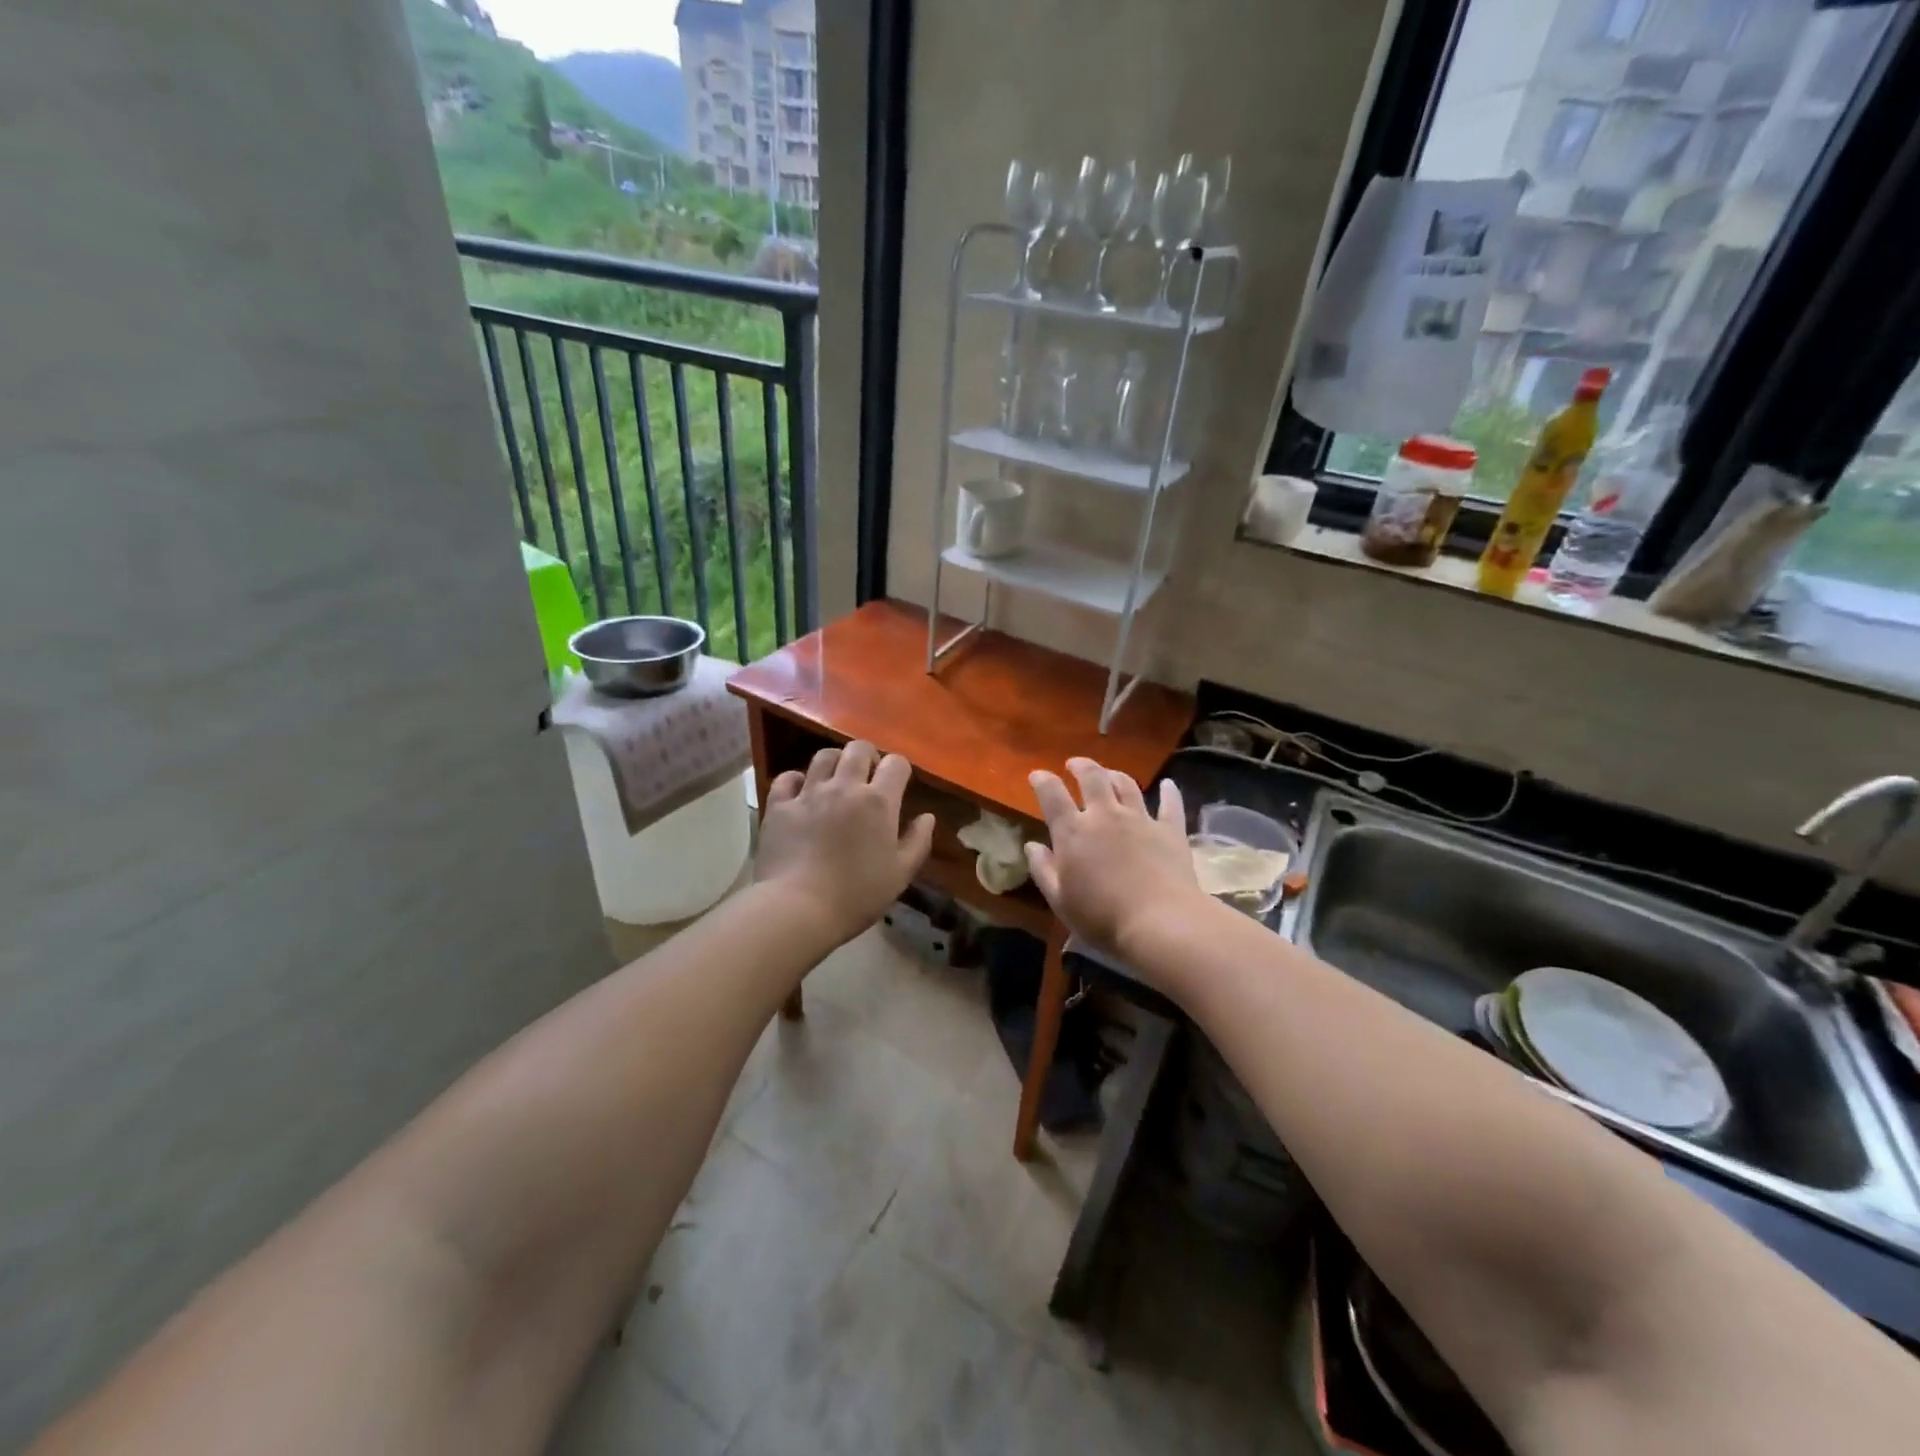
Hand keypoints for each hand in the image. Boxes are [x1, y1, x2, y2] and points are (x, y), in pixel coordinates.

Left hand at [756, 741, 934, 946]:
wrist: (798, 908)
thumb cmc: (857, 894)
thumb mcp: (901, 874)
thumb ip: (918, 841)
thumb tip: (927, 816)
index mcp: (879, 801)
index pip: (896, 763)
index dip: (900, 769)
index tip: (898, 785)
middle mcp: (845, 787)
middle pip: (858, 749)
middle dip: (868, 756)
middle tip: (867, 777)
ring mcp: (809, 793)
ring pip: (823, 756)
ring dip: (835, 763)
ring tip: (836, 781)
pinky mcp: (779, 805)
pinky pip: (788, 778)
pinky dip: (797, 780)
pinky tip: (801, 793)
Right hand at [1024, 759, 1205, 961]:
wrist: (1160, 922)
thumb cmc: (1102, 917)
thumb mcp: (1060, 900)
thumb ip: (1043, 870)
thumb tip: (1032, 846)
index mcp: (1073, 832)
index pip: (1052, 795)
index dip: (1042, 780)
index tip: (1037, 775)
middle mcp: (1105, 816)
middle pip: (1092, 778)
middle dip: (1081, 766)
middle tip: (1075, 764)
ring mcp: (1140, 820)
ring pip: (1127, 785)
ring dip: (1115, 775)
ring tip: (1109, 773)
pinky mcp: (1170, 830)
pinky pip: (1170, 805)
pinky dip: (1169, 792)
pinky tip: (1168, 785)